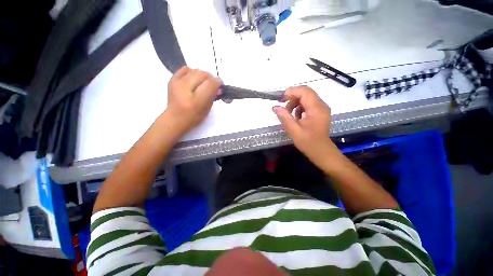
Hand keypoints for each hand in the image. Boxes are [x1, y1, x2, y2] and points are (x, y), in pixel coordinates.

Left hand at [164, 67, 221, 135]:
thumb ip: (213, 96)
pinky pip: (186, 69)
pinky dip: (193, 73)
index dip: (218, 82)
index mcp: (196, 101)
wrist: (174, 118)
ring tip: (203, 84)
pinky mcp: (172, 79)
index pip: (210, 84)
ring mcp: (176, 83)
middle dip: (211, 78)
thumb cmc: (193, 117)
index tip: (221, 85)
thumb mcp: (207, 109)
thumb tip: (218, 87)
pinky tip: (194, 80)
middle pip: (203, 74)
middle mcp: (185, 89)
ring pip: (195, 70)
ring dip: (203, 76)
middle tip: (212, 85)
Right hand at [273, 86, 336, 165]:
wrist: (321, 151)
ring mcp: (322, 108)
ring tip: (288, 114)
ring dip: (295, 102)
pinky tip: (295, 116)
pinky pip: (308, 103)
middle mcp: (321, 105)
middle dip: (292, 97)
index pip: (305, 92)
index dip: (292, 92)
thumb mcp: (294, 131)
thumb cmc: (308, 143)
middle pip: (306, 93)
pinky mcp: (320, 112)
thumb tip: (275, 107)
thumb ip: (284, 117)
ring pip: (307, 97)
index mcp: (316, 109)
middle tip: (282, 106)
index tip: (280, 99)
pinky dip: (299, 107)